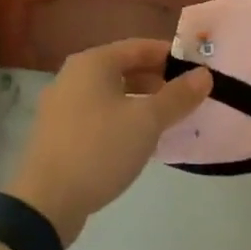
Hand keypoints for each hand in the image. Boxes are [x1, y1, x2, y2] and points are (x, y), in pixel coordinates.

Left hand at [6, 39, 210, 245]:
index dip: (171, 56)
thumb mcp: (146, 122)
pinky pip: (97, 114)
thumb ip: (177, 96)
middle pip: (123, 68)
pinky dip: (120, 119)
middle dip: (157, 81)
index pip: (140, 47)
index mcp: (93, 62)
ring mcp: (62, 104)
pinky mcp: (58, 132)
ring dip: (140, 102)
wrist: (46, 202)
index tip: (197, 71)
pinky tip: (137, 141)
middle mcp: (74, 75)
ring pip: (111, 93)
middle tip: (187, 98)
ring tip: (167, 120)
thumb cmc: (99, 149)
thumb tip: (204, 74)